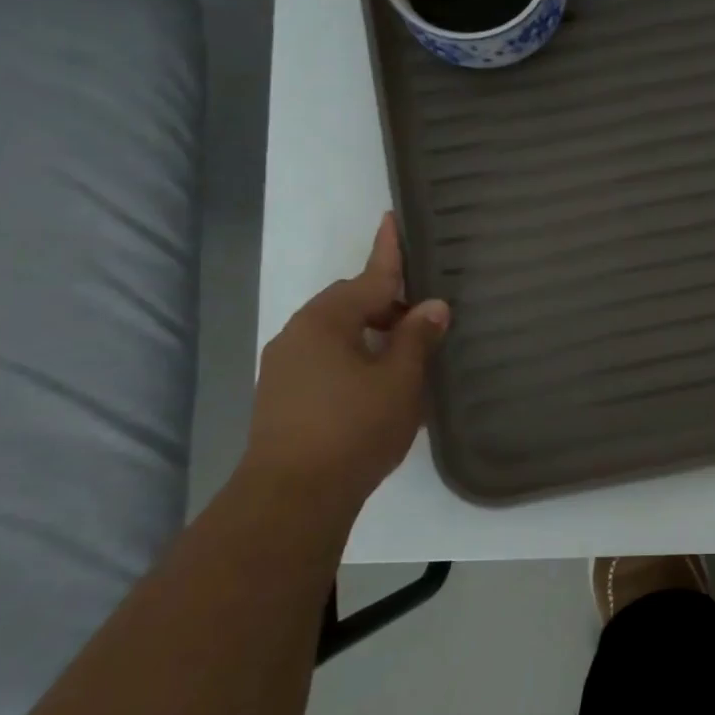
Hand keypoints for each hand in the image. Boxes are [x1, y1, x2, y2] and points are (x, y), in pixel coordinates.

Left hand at [240, 213, 449, 506]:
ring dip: (372, 333)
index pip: (369, 277)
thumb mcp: (400, 380)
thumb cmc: (354, 428)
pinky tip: (378, 381)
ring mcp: (285, 367)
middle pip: (351, 304)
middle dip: (387, 302)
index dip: (389, 250)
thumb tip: (432, 306)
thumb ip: (416, 338)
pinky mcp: (283, 396)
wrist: (292, 497)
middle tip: (425, 312)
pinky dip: (355, 357)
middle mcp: (298, 334)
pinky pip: (327, 359)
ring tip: (407, 349)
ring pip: (338, 334)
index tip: (393, 217)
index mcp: (326, 321)